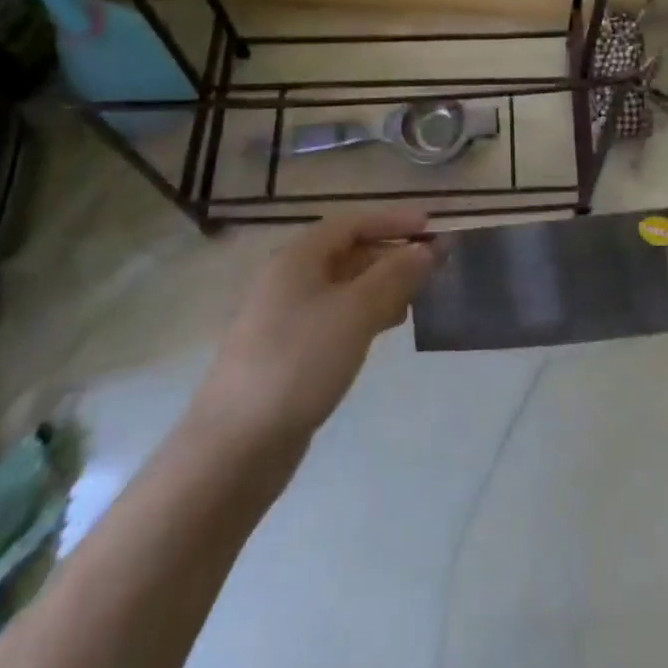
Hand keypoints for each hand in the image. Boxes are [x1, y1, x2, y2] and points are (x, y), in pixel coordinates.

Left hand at [190, 208, 435, 447]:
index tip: (431, 226)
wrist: (234, 447)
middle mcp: (287, 280)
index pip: (351, 223)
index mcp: (297, 259)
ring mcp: (284, 318)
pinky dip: (365, 314)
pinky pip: (335, 317)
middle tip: (432, 266)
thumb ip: (395, 275)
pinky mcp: (287, 352)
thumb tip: (426, 249)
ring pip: (343, 287)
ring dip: (382, 286)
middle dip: (391, 255)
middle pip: (347, 252)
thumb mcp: (355, 312)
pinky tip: (387, 328)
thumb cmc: (298, 363)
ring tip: (418, 298)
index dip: (392, 221)